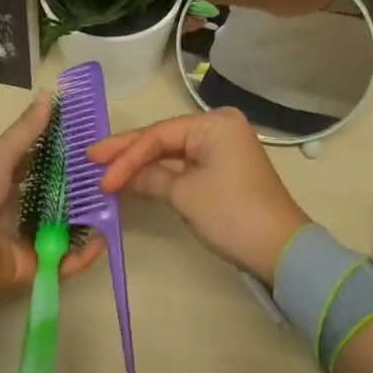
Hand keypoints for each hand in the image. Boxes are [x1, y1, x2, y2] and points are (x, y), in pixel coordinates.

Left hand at [0, 93, 103, 295]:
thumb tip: (50, 93)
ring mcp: (24, 237)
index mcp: (6, 178)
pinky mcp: (29, 267)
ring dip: (87, 219)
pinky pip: (60, 261)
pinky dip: (81, 255)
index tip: (96, 142)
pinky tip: (103, 240)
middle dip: (83, 188)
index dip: (68, 153)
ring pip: (63, 227)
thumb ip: (27, 131)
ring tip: (115, 207)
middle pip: (57, 195)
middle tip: (114, 176)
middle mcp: (17, 206)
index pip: (43, 162)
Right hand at [88, 108, 309, 281]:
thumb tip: (121, 177)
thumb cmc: (231, 213)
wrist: (280, 249)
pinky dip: (163, 173)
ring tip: (106, 169)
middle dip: (129, 152)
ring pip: (174, 152)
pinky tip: (136, 178)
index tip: (98, 173)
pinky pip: (186, 164)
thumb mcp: (185, 195)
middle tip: (91, 158)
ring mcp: (223, 147)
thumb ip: (150, 178)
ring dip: (143, 163)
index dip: (126, 155)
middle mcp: (219, 127)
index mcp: (214, 123)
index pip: (159, 134)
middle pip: (165, 138)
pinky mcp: (224, 168)